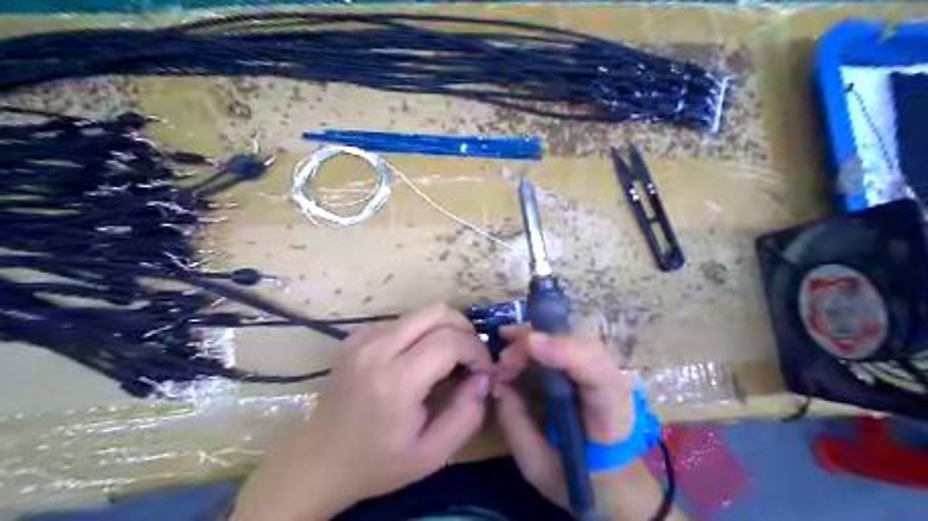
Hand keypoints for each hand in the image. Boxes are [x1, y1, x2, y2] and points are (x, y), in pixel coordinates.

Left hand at [232, 305, 492, 520]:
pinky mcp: (355, 337)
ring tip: (449, 359)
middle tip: (471, 357)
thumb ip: (466, 415)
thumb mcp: (432, 454)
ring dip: (443, 330)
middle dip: (464, 329)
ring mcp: (363, 338)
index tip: (483, 370)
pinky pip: (401, 322)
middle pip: (437, 312)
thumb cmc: (376, 463)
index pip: (450, 340)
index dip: (476, 350)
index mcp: (396, 380)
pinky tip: (419, 359)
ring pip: (420, 313)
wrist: (318, 461)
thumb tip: (483, 377)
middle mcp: (377, 348)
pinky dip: (420, 333)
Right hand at [492, 328, 638, 505]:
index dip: (567, 353)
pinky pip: (565, 343)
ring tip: (503, 342)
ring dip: (535, 337)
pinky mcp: (589, 365)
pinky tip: (513, 339)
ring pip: (573, 338)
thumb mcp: (539, 465)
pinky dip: (537, 339)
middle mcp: (613, 383)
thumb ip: (517, 425)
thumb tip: (498, 383)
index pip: (598, 376)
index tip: (531, 344)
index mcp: (611, 415)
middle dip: (539, 344)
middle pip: (582, 347)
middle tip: (503, 359)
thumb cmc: (576, 477)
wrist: (610, 478)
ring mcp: (603, 370)